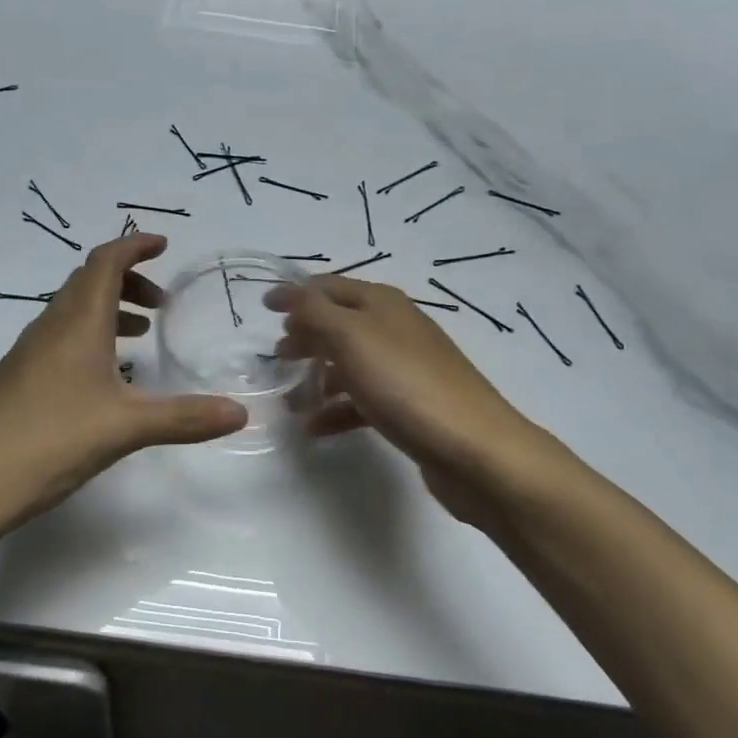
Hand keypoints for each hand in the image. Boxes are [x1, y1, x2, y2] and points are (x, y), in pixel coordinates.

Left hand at [0, 234, 246, 552]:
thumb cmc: (48, 441)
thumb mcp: (125, 428)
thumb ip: (184, 417)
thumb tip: (241, 412)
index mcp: (76, 322)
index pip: (105, 262)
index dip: (134, 247)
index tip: (163, 245)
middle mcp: (49, 327)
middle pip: (88, 282)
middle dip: (128, 280)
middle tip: (161, 305)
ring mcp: (28, 354)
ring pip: (73, 311)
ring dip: (109, 310)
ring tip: (141, 335)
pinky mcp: (18, 380)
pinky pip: (60, 339)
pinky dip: (90, 337)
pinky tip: (104, 378)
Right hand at [269, 276, 575, 524]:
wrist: (475, 450)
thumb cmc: (406, 384)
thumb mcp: (351, 337)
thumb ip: (314, 312)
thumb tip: (288, 293)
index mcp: (381, 304)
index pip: (329, 287)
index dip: (295, 294)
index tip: (262, 306)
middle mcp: (394, 329)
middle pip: (338, 325)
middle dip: (305, 337)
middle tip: (276, 358)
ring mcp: (404, 369)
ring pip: (348, 364)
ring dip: (316, 377)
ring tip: (289, 399)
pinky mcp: (409, 407)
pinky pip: (362, 401)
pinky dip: (336, 410)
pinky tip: (314, 428)